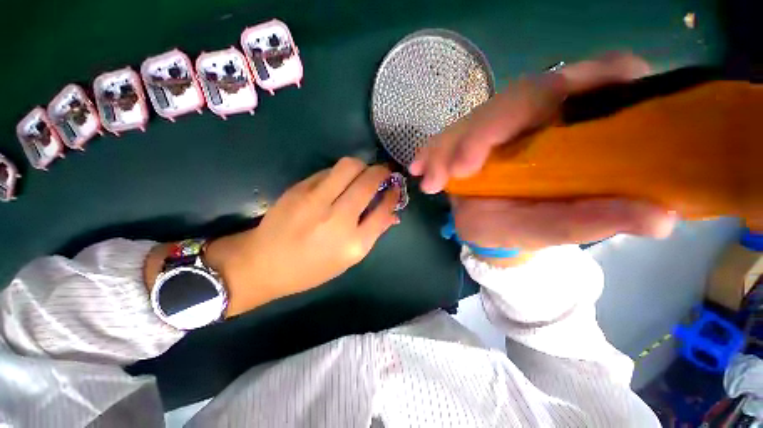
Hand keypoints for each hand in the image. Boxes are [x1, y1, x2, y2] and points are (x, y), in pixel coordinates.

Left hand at [162, 158, 399, 316]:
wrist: (263, 263)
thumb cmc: (311, 268)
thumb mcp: (348, 260)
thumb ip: (372, 233)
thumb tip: (392, 213)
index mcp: (353, 243)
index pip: (384, 209)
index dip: (393, 194)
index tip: (395, 187)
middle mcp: (338, 219)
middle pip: (368, 181)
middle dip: (382, 172)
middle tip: (384, 173)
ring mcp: (316, 200)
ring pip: (349, 166)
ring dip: (362, 166)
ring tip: (363, 173)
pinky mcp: (299, 189)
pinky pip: (329, 171)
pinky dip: (341, 173)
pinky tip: (339, 182)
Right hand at [410, 53, 676, 262]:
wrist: (493, 229)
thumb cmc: (529, 229)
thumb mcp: (561, 227)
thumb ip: (599, 219)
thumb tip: (662, 217)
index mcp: (573, 128)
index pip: (586, 83)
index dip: (566, 89)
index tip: (544, 115)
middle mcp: (536, 117)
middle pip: (513, 100)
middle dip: (481, 133)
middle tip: (457, 170)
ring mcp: (497, 127)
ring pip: (473, 119)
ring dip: (447, 145)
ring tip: (430, 179)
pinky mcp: (469, 138)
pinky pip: (447, 136)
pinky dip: (431, 151)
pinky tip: (419, 167)